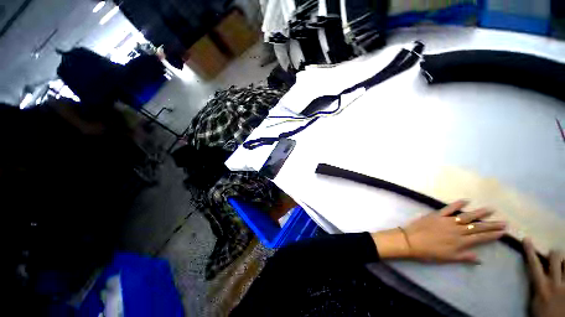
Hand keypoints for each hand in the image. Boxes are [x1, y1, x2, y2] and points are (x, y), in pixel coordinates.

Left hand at [372, 200, 505, 262]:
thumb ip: (464, 257)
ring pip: (466, 216)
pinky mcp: (436, 215)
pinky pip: (448, 208)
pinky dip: (457, 204)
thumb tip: (480, 259)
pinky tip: (466, 200)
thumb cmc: (429, 252)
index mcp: (460, 242)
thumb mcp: (448, 259)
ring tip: (491, 209)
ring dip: (479, 213)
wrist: (410, 241)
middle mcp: (456, 230)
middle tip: (504, 222)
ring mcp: (447, 221)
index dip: (492, 235)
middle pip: (477, 227)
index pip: (480, 237)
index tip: (503, 232)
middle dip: (491, 225)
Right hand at [523, 238, 564, 316]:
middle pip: (555, 259)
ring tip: (563, 262)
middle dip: (554, 254)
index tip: (527, 239)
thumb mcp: (535, 303)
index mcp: (542, 287)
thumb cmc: (542, 314)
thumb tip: (537, 276)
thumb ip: (537, 289)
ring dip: (564, 260)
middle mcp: (555, 283)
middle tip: (553, 254)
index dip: (530, 251)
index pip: (534, 265)